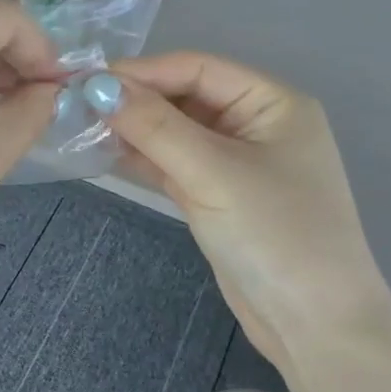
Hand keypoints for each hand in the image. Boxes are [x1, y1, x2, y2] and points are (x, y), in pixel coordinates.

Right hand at [106, 53, 390, 365]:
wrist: (312, 323)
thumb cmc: (274, 234)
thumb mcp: (213, 172)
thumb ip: (155, 127)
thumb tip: (99, 86)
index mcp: (273, 103)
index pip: (199, 68)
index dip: (144, 71)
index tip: (88, 81)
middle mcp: (256, 125)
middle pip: (186, 97)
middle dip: (137, 101)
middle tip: (78, 106)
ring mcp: (236, 163)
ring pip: (177, 133)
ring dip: (136, 130)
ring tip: (83, 128)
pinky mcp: (219, 196)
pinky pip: (176, 164)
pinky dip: (145, 159)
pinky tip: (107, 154)